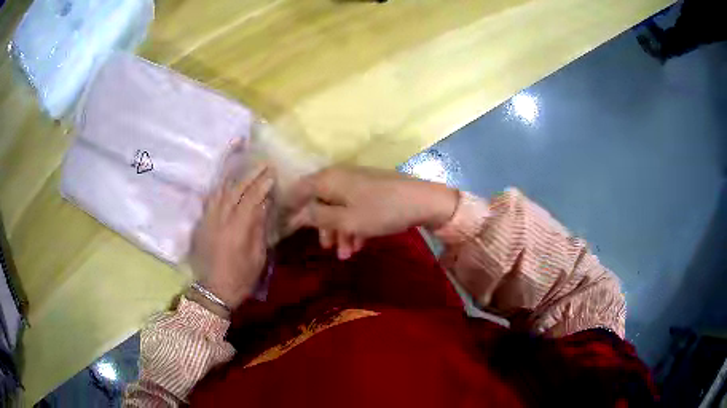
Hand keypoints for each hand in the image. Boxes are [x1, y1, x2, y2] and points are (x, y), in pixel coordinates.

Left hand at [189, 165, 272, 310]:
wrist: (213, 290)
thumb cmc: (241, 278)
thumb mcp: (257, 257)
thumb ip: (259, 229)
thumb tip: (264, 205)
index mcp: (236, 231)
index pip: (250, 200)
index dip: (262, 185)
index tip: (272, 174)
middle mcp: (220, 221)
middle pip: (234, 191)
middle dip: (249, 176)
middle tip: (262, 165)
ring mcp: (208, 221)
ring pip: (220, 192)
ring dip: (234, 178)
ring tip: (245, 168)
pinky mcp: (201, 224)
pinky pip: (211, 200)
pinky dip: (220, 188)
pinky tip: (227, 183)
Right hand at [287, 166, 457, 259]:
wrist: (422, 200)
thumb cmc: (380, 211)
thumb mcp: (346, 220)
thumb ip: (317, 217)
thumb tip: (297, 215)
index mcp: (327, 179)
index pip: (298, 190)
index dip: (290, 209)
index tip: (285, 227)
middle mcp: (338, 176)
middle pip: (319, 202)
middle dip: (321, 227)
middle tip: (325, 248)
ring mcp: (356, 182)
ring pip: (338, 208)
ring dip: (339, 231)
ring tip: (346, 254)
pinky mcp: (370, 189)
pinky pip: (353, 208)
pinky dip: (353, 226)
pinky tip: (359, 245)